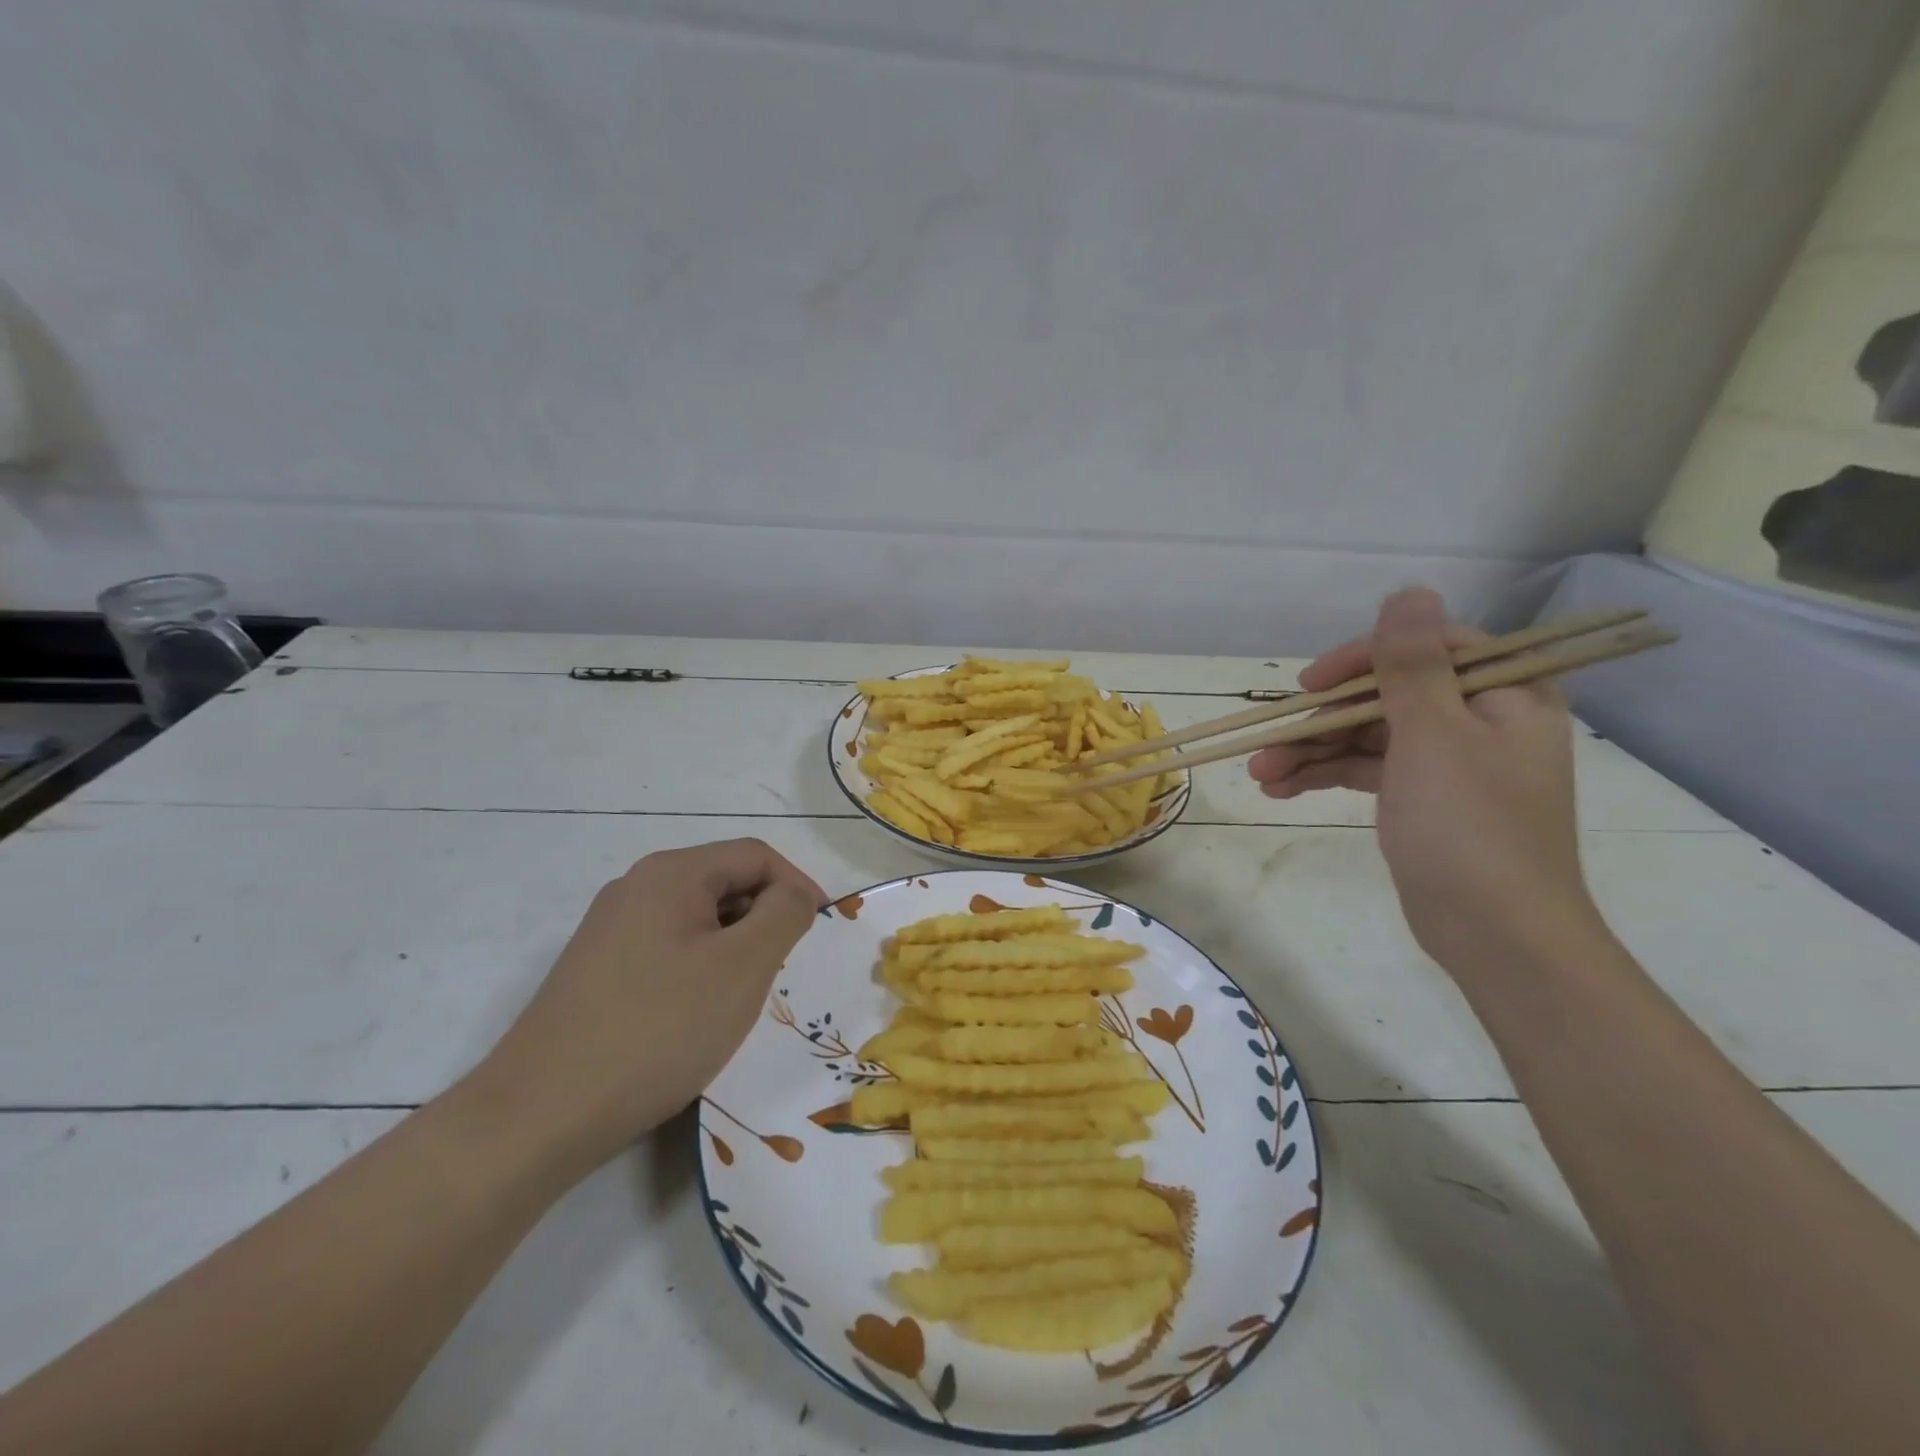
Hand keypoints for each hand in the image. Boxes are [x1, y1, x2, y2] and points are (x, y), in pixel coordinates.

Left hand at [476, 839, 824, 1172]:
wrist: (539, 1116)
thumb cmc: (658, 1030)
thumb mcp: (743, 967)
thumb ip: (784, 913)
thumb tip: (793, 894)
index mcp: (670, 873)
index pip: (755, 855)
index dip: (798, 886)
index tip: (819, 933)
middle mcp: (635, 888)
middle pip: (724, 883)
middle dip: (765, 919)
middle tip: (784, 970)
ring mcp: (609, 930)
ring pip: (697, 920)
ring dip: (733, 947)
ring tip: (744, 998)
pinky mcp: (596, 971)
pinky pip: (667, 950)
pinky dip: (700, 969)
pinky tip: (698, 1016)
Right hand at [1249, 589, 1599, 969]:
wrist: (1496, 935)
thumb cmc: (1469, 828)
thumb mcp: (1433, 736)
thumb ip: (1414, 664)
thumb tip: (1409, 593)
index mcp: (1504, 695)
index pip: (1429, 648)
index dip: (1364, 658)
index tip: (1313, 684)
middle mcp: (1479, 720)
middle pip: (1387, 695)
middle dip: (1323, 719)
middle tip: (1269, 739)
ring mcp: (1449, 762)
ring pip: (1369, 735)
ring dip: (1313, 751)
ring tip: (1259, 773)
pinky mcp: (1423, 798)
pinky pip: (1367, 769)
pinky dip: (1326, 776)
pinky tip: (1279, 790)